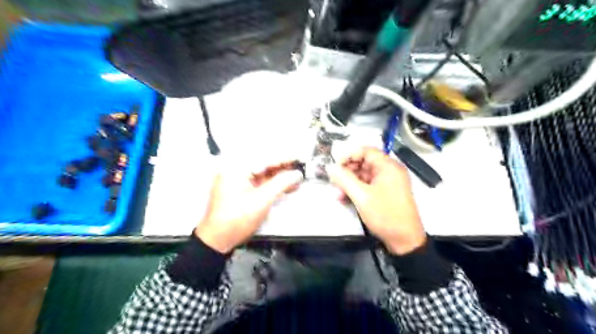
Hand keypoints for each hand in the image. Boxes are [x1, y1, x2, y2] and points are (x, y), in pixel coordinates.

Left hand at [197, 165, 302, 253]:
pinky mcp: (238, 188)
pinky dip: (271, 183)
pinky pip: (258, 181)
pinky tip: (284, 186)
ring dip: (279, 176)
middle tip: (299, 169)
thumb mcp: (262, 200)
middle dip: (283, 168)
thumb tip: (295, 174)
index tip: (298, 158)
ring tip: (295, 179)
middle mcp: (234, 169)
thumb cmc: (234, 221)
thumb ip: (281, 184)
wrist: (218, 240)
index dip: (285, 158)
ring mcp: (235, 179)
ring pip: (262, 172)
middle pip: (264, 164)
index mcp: (236, 168)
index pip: (266, 158)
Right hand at [325, 147, 428, 253]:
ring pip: (364, 175)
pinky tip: (345, 199)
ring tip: (338, 193)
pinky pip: (368, 185)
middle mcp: (390, 171)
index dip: (349, 155)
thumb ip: (344, 179)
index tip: (336, 165)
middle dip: (347, 171)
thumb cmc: (385, 215)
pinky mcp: (386, 193)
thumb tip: (330, 167)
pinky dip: (357, 190)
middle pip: (364, 162)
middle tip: (335, 180)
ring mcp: (388, 182)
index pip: (366, 151)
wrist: (405, 240)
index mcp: (388, 166)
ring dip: (350, 182)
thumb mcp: (361, 196)